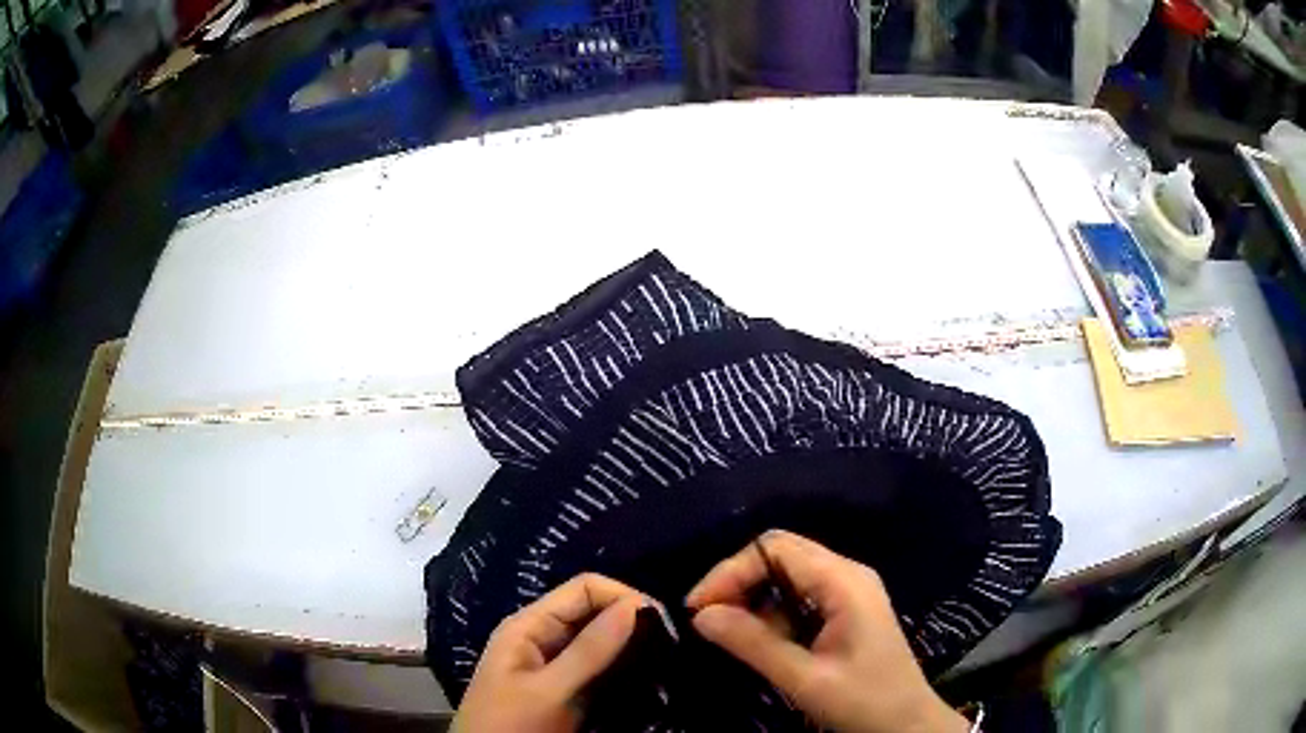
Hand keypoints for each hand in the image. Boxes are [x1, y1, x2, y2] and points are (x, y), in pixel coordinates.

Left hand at [453, 573, 647, 732]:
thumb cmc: (510, 723)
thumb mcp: (549, 690)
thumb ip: (589, 650)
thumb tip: (637, 605)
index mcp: (530, 625)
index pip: (584, 589)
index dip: (623, 596)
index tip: (663, 622)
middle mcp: (544, 637)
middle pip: (594, 612)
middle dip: (631, 622)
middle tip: (671, 645)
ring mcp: (557, 665)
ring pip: (601, 641)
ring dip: (632, 647)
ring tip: (665, 660)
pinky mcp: (568, 689)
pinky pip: (601, 668)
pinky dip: (625, 669)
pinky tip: (648, 677)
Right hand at [686, 530, 969, 732]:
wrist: (908, 723)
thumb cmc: (864, 701)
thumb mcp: (805, 679)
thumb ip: (754, 645)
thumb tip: (700, 616)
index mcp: (844, 582)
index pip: (777, 549)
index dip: (731, 571)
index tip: (698, 608)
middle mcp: (846, 575)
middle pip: (781, 555)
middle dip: (738, 582)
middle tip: (706, 619)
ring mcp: (848, 592)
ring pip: (787, 576)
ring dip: (753, 600)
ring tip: (728, 634)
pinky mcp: (845, 611)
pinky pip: (799, 598)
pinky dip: (772, 614)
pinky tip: (760, 641)